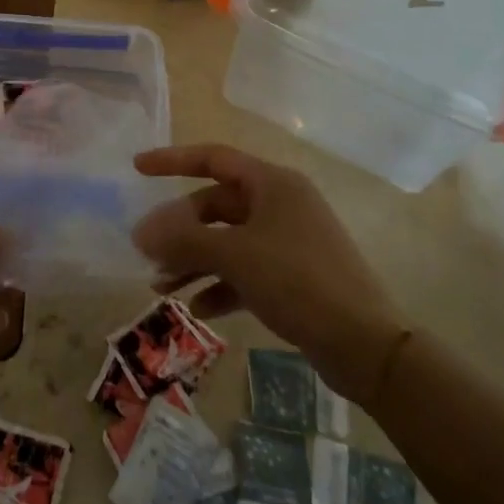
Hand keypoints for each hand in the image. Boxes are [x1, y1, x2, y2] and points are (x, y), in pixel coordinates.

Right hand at [132, 143, 406, 390]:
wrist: (365, 344)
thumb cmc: (298, 281)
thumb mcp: (235, 256)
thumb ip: (184, 241)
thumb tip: (140, 232)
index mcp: (272, 183)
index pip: (213, 158)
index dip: (172, 160)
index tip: (137, 168)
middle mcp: (280, 204)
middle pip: (216, 206)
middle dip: (180, 230)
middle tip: (149, 254)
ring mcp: (288, 240)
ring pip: (228, 241)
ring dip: (194, 260)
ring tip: (161, 287)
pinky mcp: (294, 275)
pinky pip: (245, 270)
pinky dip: (220, 284)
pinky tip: (199, 308)